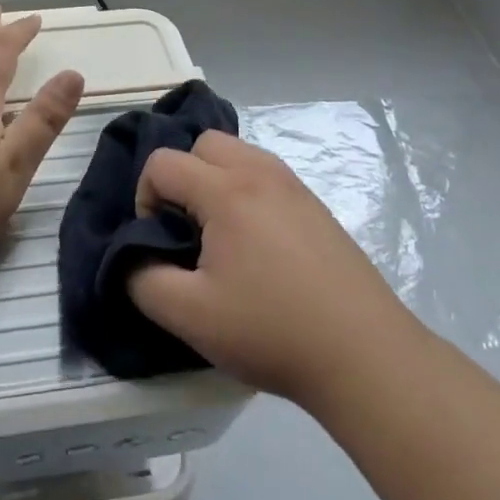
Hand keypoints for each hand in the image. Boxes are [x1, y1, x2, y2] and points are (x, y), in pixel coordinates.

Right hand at [128, 131, 414, 406]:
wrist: (365, 356)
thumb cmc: (272, 331)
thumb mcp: (190, 316)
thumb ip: (142, 280)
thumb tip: (133, 259)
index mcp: (227, 191)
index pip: (163, 162)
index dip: (145, 198)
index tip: (160, 242)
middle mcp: (261, 173)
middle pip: (203, 143)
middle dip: (181, 177)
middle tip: (187, 229)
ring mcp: (294, 187)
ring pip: (238, 154)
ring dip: (215, 180)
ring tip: (220, 234)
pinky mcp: (316, 207)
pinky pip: (266, 175)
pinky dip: (246, 192)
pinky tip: (257, 245)